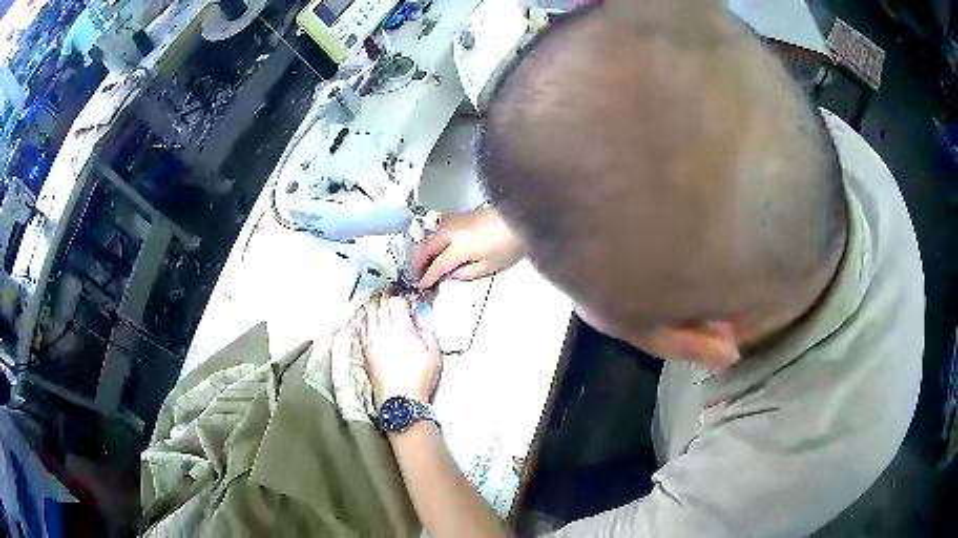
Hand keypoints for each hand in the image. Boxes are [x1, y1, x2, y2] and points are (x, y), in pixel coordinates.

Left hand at [360, 294, 442, 406]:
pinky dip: (362, 318)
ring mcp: (371, 340)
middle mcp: (383, 330)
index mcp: (401, 329)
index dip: (400, 297)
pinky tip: (364, 316)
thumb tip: (417, 324)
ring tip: (376, 300)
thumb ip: (428, 333)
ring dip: (372, 304)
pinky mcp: (364, 350)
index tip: (404, 298)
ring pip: (367, 314)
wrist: (399, 399)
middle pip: (379, 305)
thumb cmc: (420, 377)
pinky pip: (360, 327)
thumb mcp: (435, 354)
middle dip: (384, 296)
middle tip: (388, 291)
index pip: (396, 303)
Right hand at [413, 208, 524, 288]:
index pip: (436, 266)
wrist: (519, 219)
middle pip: (426, 248)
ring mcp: (453, 221)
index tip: (421, 286)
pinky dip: (431, 238)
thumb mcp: (489, 267)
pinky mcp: (458, 215)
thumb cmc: (508, 245)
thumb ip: (465, 273)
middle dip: (418, 263)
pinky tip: (435, 245)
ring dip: (423, 250)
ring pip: (429, 236)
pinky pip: (437, 227)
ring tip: (423, 262)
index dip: (427, 278)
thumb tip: (448, 275)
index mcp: (459, 248)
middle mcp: (451, 233)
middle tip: (416, 275)